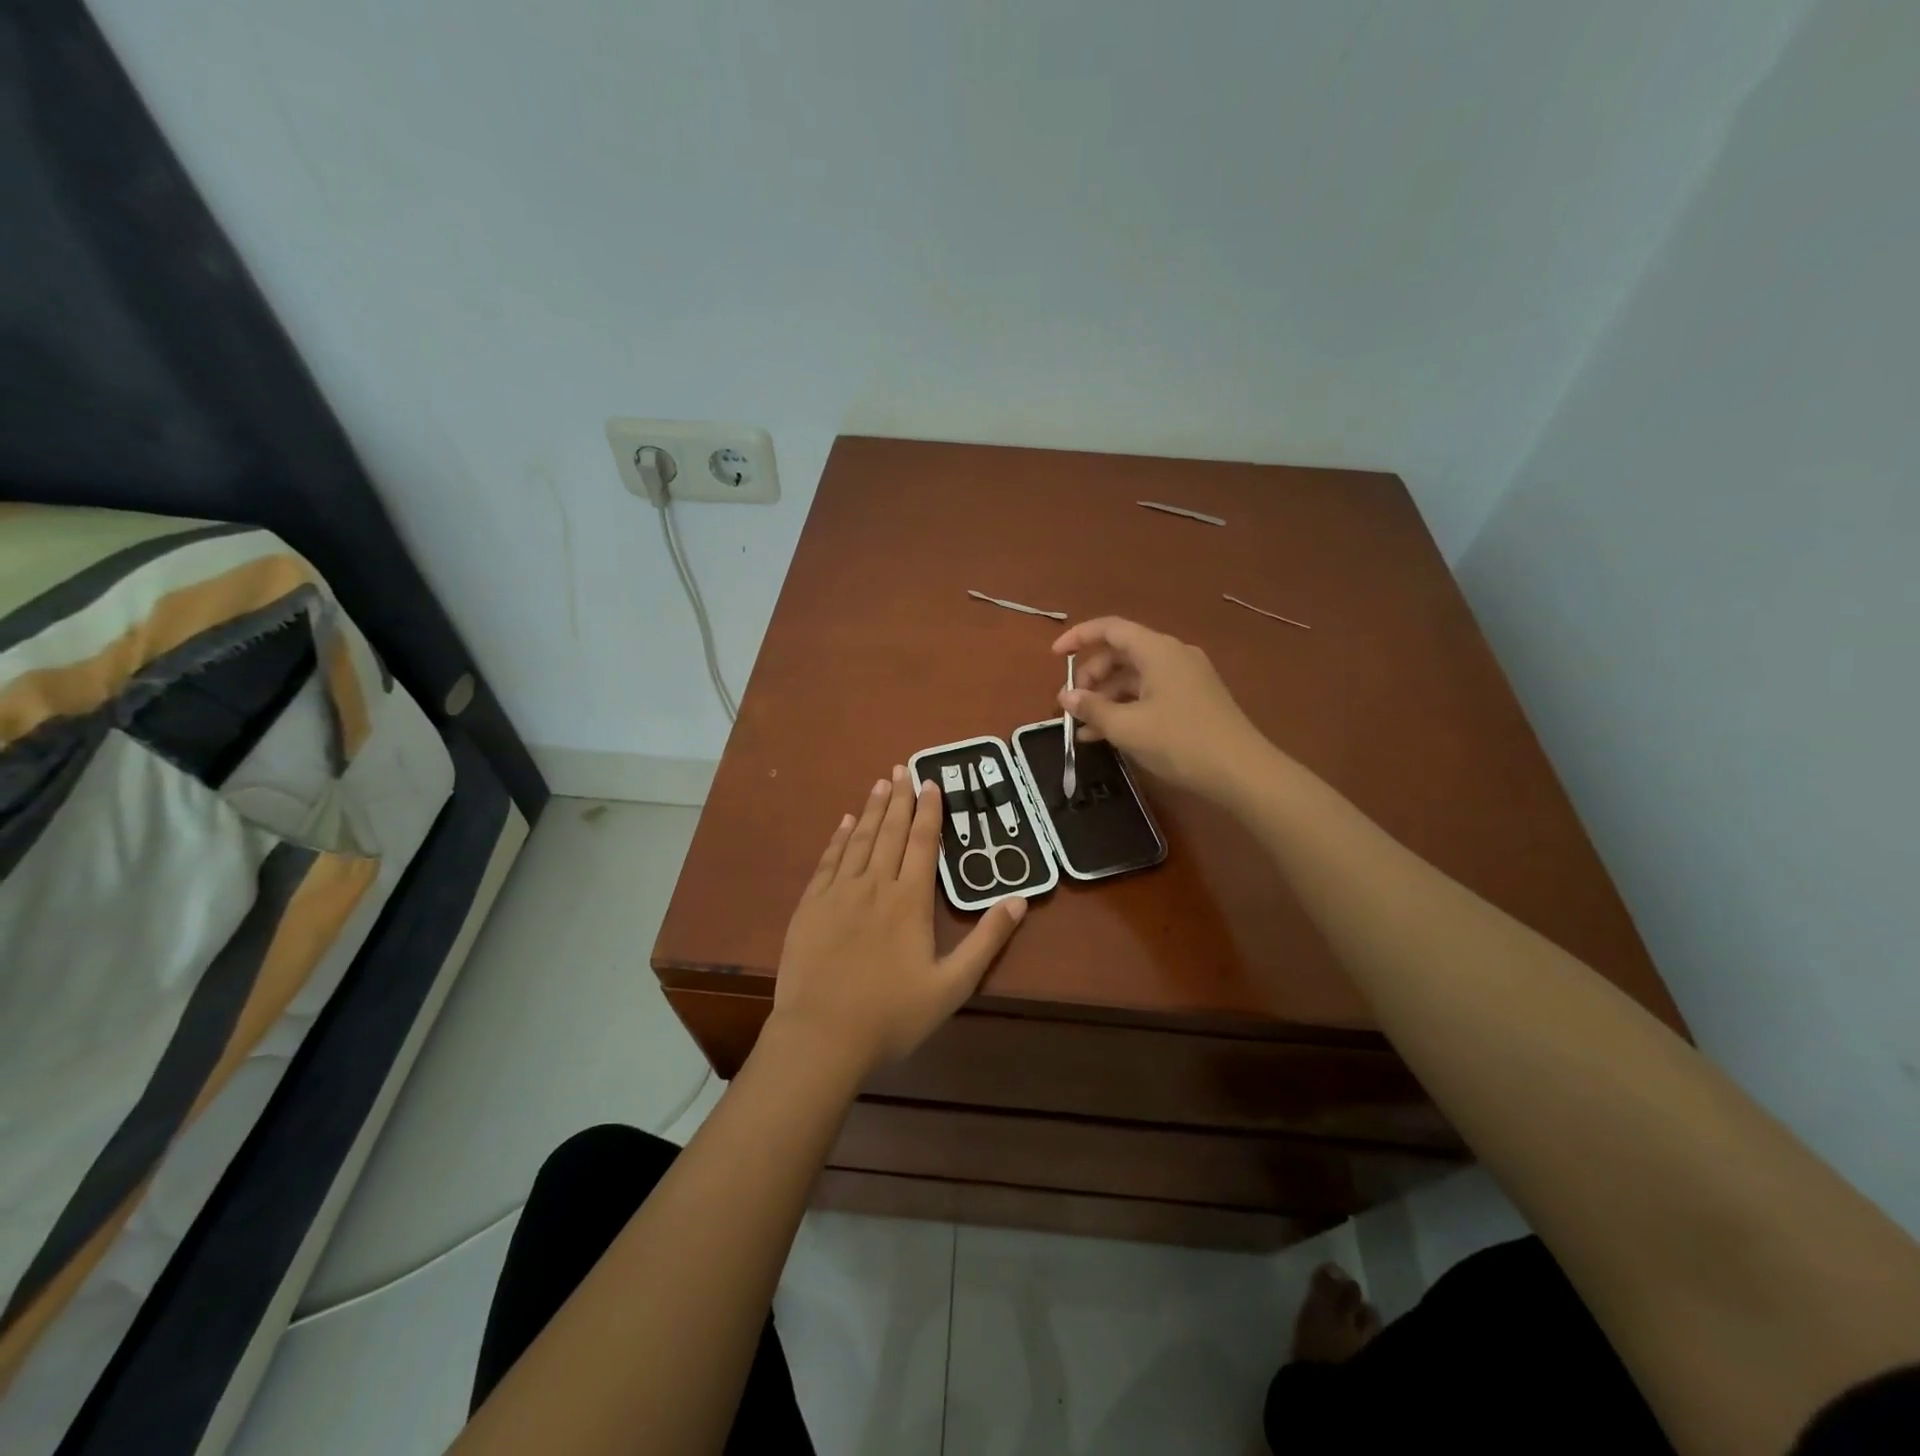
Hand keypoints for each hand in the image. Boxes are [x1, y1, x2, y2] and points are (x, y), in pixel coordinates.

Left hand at [769, 765, 1026, 1079]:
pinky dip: (838, 838)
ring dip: (873, 810)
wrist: (822, 1036)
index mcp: (910, 901)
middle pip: (891, 832)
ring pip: (860, 840)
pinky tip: (845, 822)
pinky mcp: (811, 906)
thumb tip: (1020, 899)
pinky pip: (828, 861)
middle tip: (903, 768)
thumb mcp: (952, 985)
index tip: (932, 783)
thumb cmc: (892, 1015)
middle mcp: (875, 886)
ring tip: (881, 783)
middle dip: (900, 799)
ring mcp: (839, 893)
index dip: (929, 811)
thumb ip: (987, 940)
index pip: (923, 843)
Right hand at [1053, 617, 1274, 802]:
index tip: (1054, 657)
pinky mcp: (1193, 700)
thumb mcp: (1127, 727)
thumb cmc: (1180, 742)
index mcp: (1157, 650)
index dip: (1078, 638)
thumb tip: (1066, 697)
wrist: (1242, 772)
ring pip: (1134, 677)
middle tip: (1070, 704)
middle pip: (1121, 653)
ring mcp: (1186, 678)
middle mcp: (1173, 655)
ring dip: (1106, 698)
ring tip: (1083, 728)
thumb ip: (1092, 708)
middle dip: (1091, 676)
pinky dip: (1126, 708)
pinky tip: (1107, 735)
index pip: (1110, 629)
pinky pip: (1150, 694)